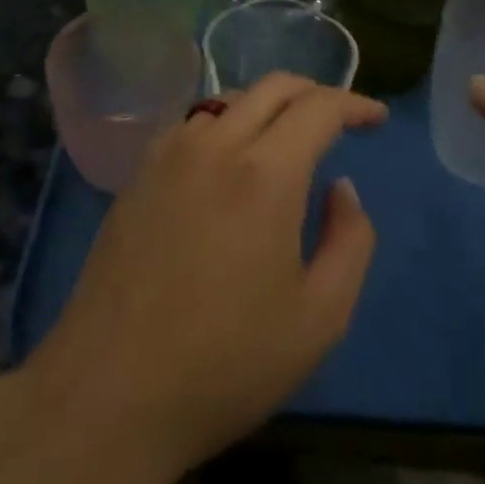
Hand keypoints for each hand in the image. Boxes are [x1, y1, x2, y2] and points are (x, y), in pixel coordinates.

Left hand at [26, 74, 387, 481]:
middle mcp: (214, 146)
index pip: (319, 107)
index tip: (376, 119)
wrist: (108, 395)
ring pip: (228, 100)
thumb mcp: (320, 317)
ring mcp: (168, 156)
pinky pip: (191, 124)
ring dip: (268, 106)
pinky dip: (225, 123)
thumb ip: (350, 240)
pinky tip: (229, 159)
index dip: (355, 105)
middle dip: (315, 93)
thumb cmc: (226, 364)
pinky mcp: (137, 176)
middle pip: (273, 87)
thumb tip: (340, 189)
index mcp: (265, 174)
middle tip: (340, 120)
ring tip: (287, 141)